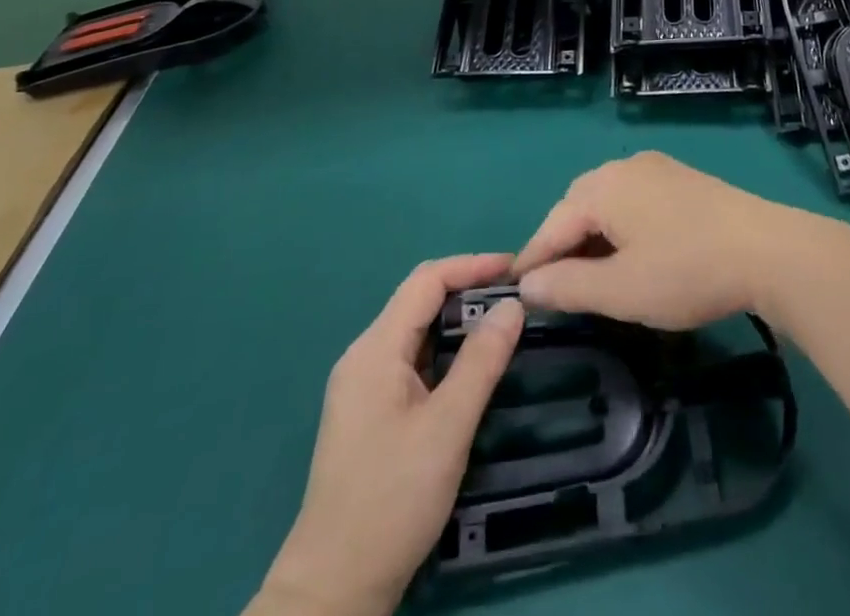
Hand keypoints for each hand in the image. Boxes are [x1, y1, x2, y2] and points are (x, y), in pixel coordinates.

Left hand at [253, 254, 524, 615]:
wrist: (333, 591)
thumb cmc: (391, 501)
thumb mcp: (447, 428)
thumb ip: (481, 361)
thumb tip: (512, 305)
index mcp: (375, 349)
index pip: (427, 281)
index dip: (472, 266)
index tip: (516, 269)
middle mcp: (364, 356)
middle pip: (420, 301)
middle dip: (468, 291)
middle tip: (516, 298)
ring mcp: (363, 386)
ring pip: (417, 331)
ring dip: (458, 322)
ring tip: (504, 325)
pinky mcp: (369, 412)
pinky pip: (412, 360)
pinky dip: (445, 351)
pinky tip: (472, 367)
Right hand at [511, 151, 825, 328]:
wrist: (767, 251)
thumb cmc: (686, 271)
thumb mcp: (620, 290)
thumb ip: (567, 286)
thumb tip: (528, 284)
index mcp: (604, 187)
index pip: (553, 223)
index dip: (533, 259)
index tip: (515, 291)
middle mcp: (626, 166)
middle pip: (578, 205)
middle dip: (562, 243)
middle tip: (554, 286)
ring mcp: (658, 168)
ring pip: (608, 201)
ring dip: (593, 236)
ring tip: (591, 276)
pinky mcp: (683, 179)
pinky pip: (635, 199)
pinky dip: (621, 226)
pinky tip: (631, 254)